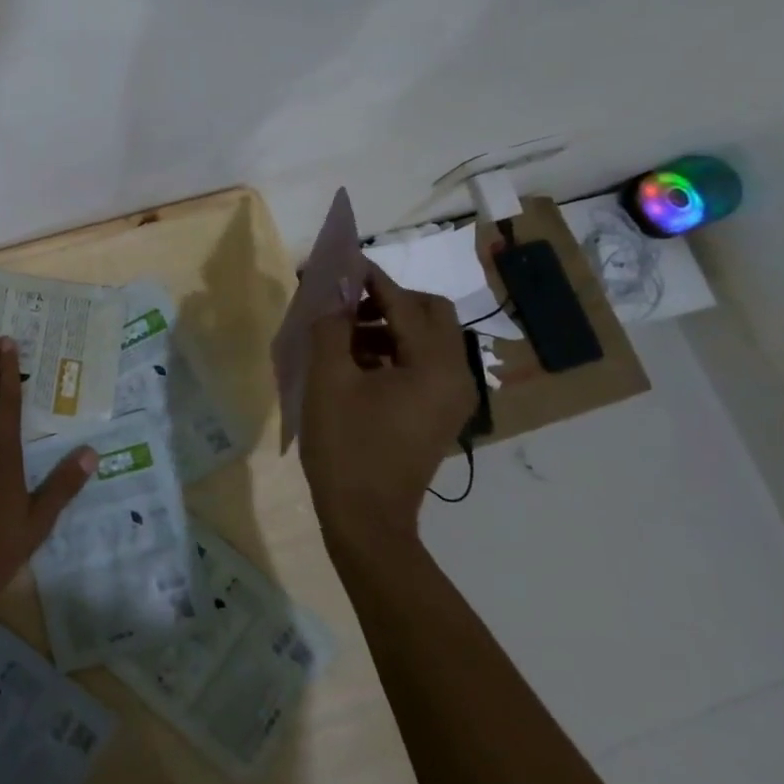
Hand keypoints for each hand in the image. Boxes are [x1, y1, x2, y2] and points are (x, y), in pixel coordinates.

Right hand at [300, 260, 475, 547]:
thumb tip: (331, 297)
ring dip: (388, 325)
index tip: (340, 263)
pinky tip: (354, 363)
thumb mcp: (328, 381)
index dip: (370, 279)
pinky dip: (392, 352)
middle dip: (388, 300)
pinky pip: (422, 365)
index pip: (404, 303)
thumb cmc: (346, 448)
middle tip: (345, 303)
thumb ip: (331, 328)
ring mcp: (450, 398)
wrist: (367, 520)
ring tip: (341, 335)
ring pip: (427, 339)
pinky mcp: (438, 414)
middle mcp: (454, 376)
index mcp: (433, 365)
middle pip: (430, 315)